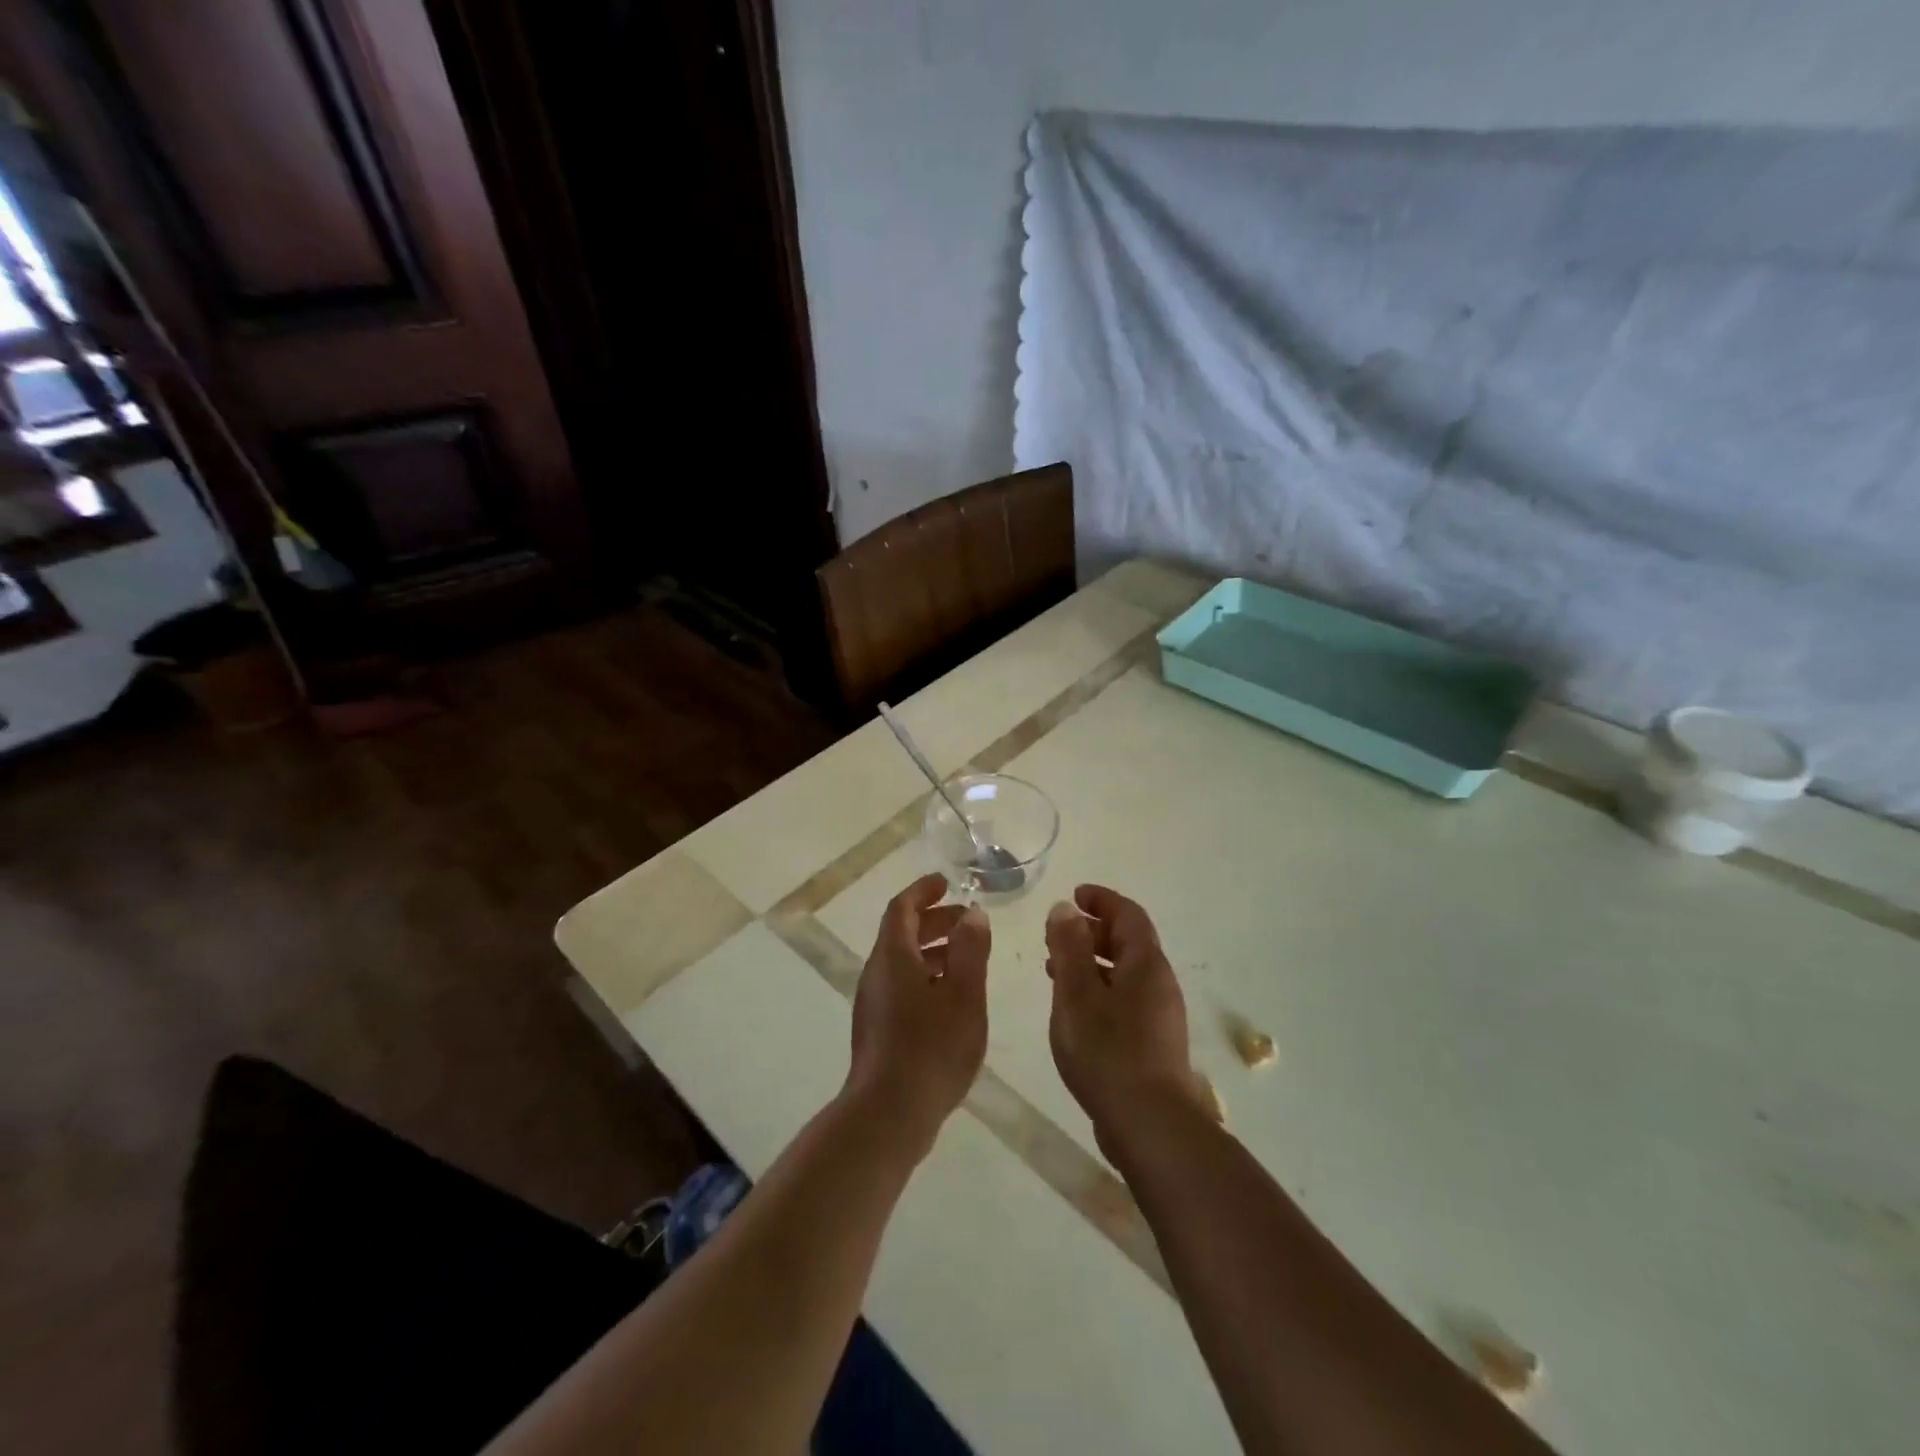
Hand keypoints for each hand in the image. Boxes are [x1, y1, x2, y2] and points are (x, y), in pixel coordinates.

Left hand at [846, 873, 990, 1151]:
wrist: (889, 1114)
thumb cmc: (931, 1048)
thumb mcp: (964, 995)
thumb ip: (970, 951)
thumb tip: (972, 915)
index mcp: (893, 957)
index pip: (903, 908)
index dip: (923, 891)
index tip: (946, 882)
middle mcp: (877, 974)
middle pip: (902, 934)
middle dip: (935, 921)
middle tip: (968, 921)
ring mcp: (874, 1003)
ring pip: (903, 962)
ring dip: (934, 951)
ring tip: (969, 959)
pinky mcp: (878, 1029)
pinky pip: (902, 986)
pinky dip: (927, 977)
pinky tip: (953, 999)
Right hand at [1045, 885, 1204, 1148]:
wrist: (1150, 1126)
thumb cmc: (1108, 1051)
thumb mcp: (1077, 993)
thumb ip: (1069, 947)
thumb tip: (1065, 908)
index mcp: (1146, 964)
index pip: (1128, 915)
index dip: (1102, 900)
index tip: (1074, 895)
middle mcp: (1159, 983)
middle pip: (1129, 942)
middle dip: (1093, 931)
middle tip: (1057, 935)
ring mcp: (1160, 1016)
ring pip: (1125, 973)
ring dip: (1092, 963)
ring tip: (1055, 971)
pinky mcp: (1153, 1044)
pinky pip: (1125, 999)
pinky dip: (1099, 990)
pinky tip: (1075, 1012)